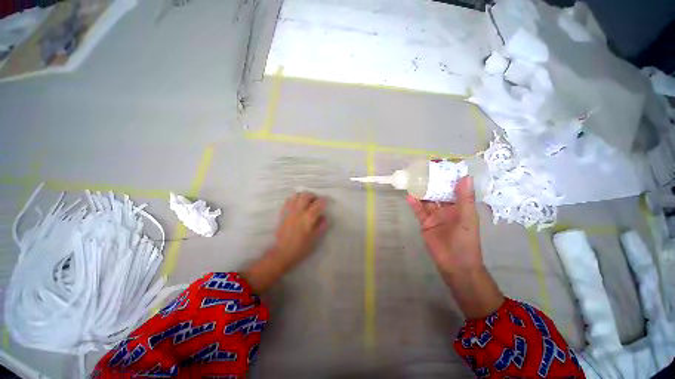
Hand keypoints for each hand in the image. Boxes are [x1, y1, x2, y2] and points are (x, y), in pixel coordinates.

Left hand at [243, 192, 327, 292]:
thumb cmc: (301, 247)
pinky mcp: (283, 213)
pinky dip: (294, 199)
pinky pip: (288, 200)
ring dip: (303, 196)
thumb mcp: (315, 238)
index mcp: (308, 218)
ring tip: (306, 201)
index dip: (324, 200)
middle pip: (306, 195)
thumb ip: (321, 225)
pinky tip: (297, 205)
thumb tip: (324, 216)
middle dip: (313, 195)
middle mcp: (299, 212)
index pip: (318, 203)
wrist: (282, 253)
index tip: (326, 201)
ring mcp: (289, 211)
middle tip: (316, 201)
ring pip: (296, 195)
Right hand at [407, 176, 482, 273]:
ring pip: (427, 201)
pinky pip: (419, 211)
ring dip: (421, 191)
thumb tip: (465, 176)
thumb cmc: (465, 241)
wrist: (455, 264)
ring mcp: (435, 216)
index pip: (454, 188)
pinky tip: (409, 196)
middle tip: (423, 170)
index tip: (442, 165)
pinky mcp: (425, 223)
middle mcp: (447, 209)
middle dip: (432, 183)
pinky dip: (414, 204)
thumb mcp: (467, 218)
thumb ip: (465, 198)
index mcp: (460, 206)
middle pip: (438, 193)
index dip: (449, 177)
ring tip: (413, 180)